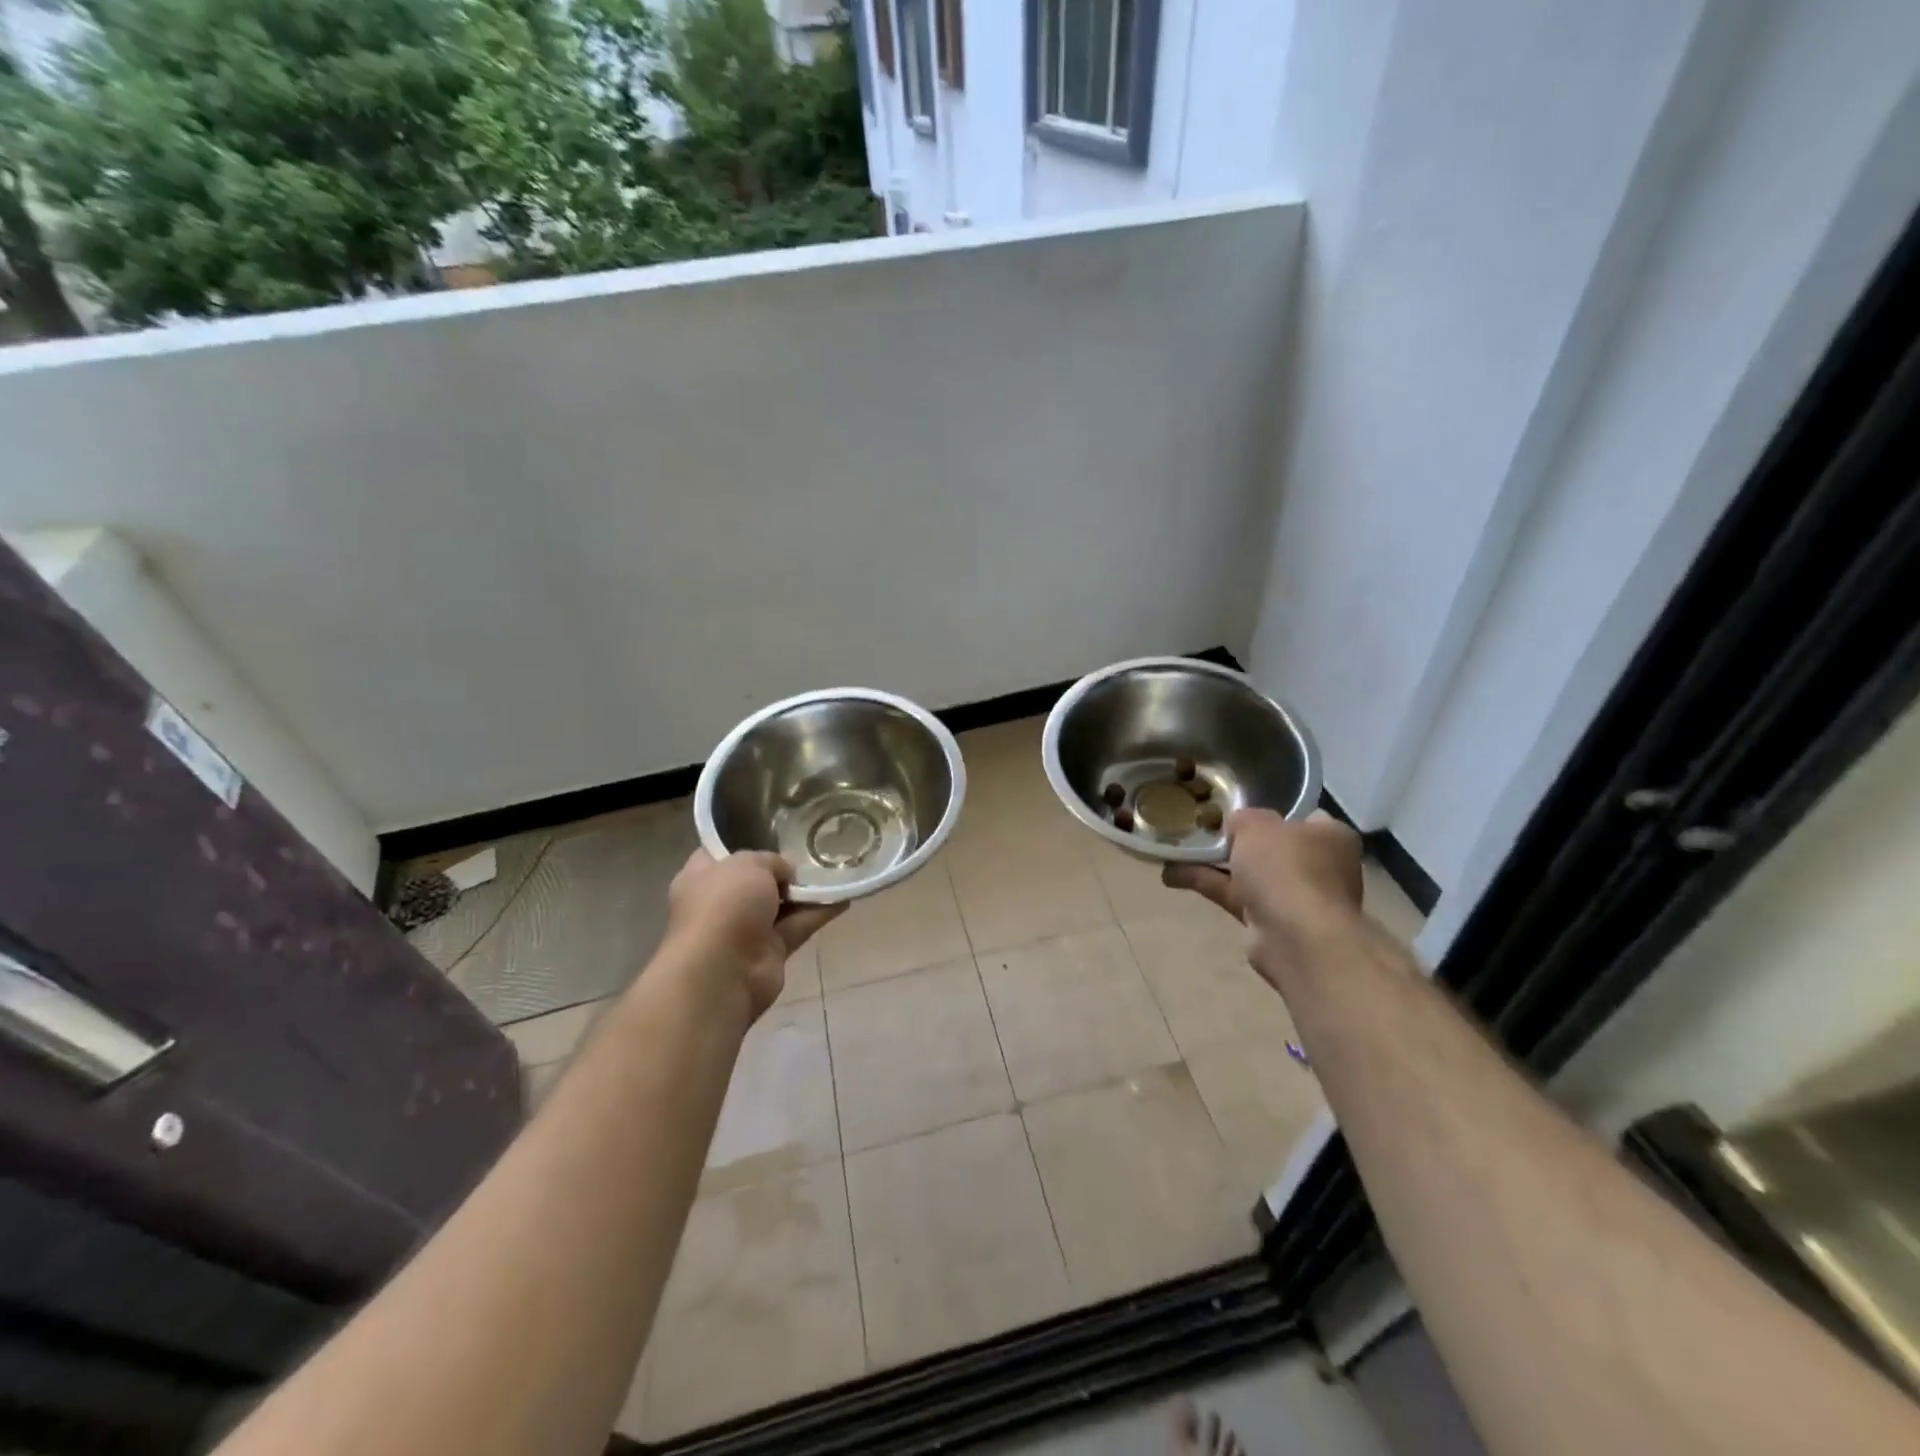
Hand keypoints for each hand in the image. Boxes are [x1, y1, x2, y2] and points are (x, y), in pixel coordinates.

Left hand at [661, 850, 842, 1019]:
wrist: (723, 972)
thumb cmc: (724, 906)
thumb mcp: (748, 864)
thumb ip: (771, 861)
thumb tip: (786, 873)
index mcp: (701, 878)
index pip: (718, 855)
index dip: (741, 843)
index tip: (770, 833)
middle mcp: (720, 903)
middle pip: (754, 881)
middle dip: (781, 870)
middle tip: (810, 853)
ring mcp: (745, 930)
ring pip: (780, 905)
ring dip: (805, 893)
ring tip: (835, 872)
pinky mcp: (769, 952)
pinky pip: (797, 926)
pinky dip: (818, 914)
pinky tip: (843, 898)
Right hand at [1161, 809, 1362, 988]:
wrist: (1296, 937)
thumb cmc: (1286, 868)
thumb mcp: (1256, 824)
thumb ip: (1242, 818)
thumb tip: (1235, 826)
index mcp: (1329, 836)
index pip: (1299, 817)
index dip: (1267, 812)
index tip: (1235, 811)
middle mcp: (1319, 866)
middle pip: (1270, 847)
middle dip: (1234, 842)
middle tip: (1201, 830)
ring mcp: (1296, 897)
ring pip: (1248, 874)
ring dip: (1213, 865)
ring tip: (1174, 852)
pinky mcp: (1272, 923)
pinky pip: (1235, 897)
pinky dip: (1208, 885)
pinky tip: (1172, 876)